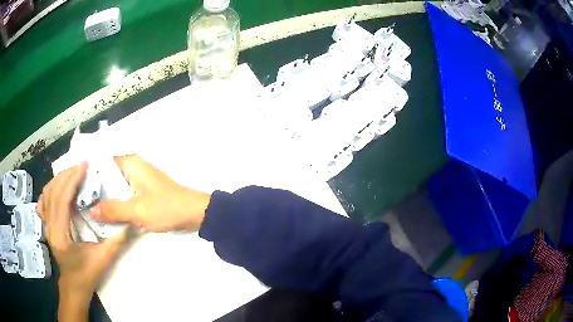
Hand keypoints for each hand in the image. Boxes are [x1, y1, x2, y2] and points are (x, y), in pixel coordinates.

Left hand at [38, 163, 126, 320]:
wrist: (74, 286)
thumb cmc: (87, 275)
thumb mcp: (103, 259)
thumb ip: (117, 240)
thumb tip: (132, 222)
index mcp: (60, 234)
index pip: (62, 198)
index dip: (72, 179)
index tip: (84, 165)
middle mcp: (49, 226)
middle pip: (53, 191)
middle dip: (67, 174)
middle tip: (81, 166)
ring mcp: (45, 225)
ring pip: (47, 193)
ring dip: (59, 179)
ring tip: (73, 173)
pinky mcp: (46, 224)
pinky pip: (44, 200)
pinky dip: (51, 188)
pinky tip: (58, 186)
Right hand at [89, 154, 210, 231]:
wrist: (194, 214)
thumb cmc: (166, 207)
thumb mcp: (137, 209)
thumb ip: (113, 209)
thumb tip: (91, 211)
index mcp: (129, 163)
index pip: (101, 162)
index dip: (87, 173)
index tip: (74, 185)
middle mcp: (131, 167)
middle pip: (105, 175)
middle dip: (93, 188)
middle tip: (77, 201)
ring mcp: (136, 180)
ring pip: (113, 186)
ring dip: (103, 197)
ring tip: (85, 208)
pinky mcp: (141, 192)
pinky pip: (122, 195)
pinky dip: (114, 203)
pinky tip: (104, 214)